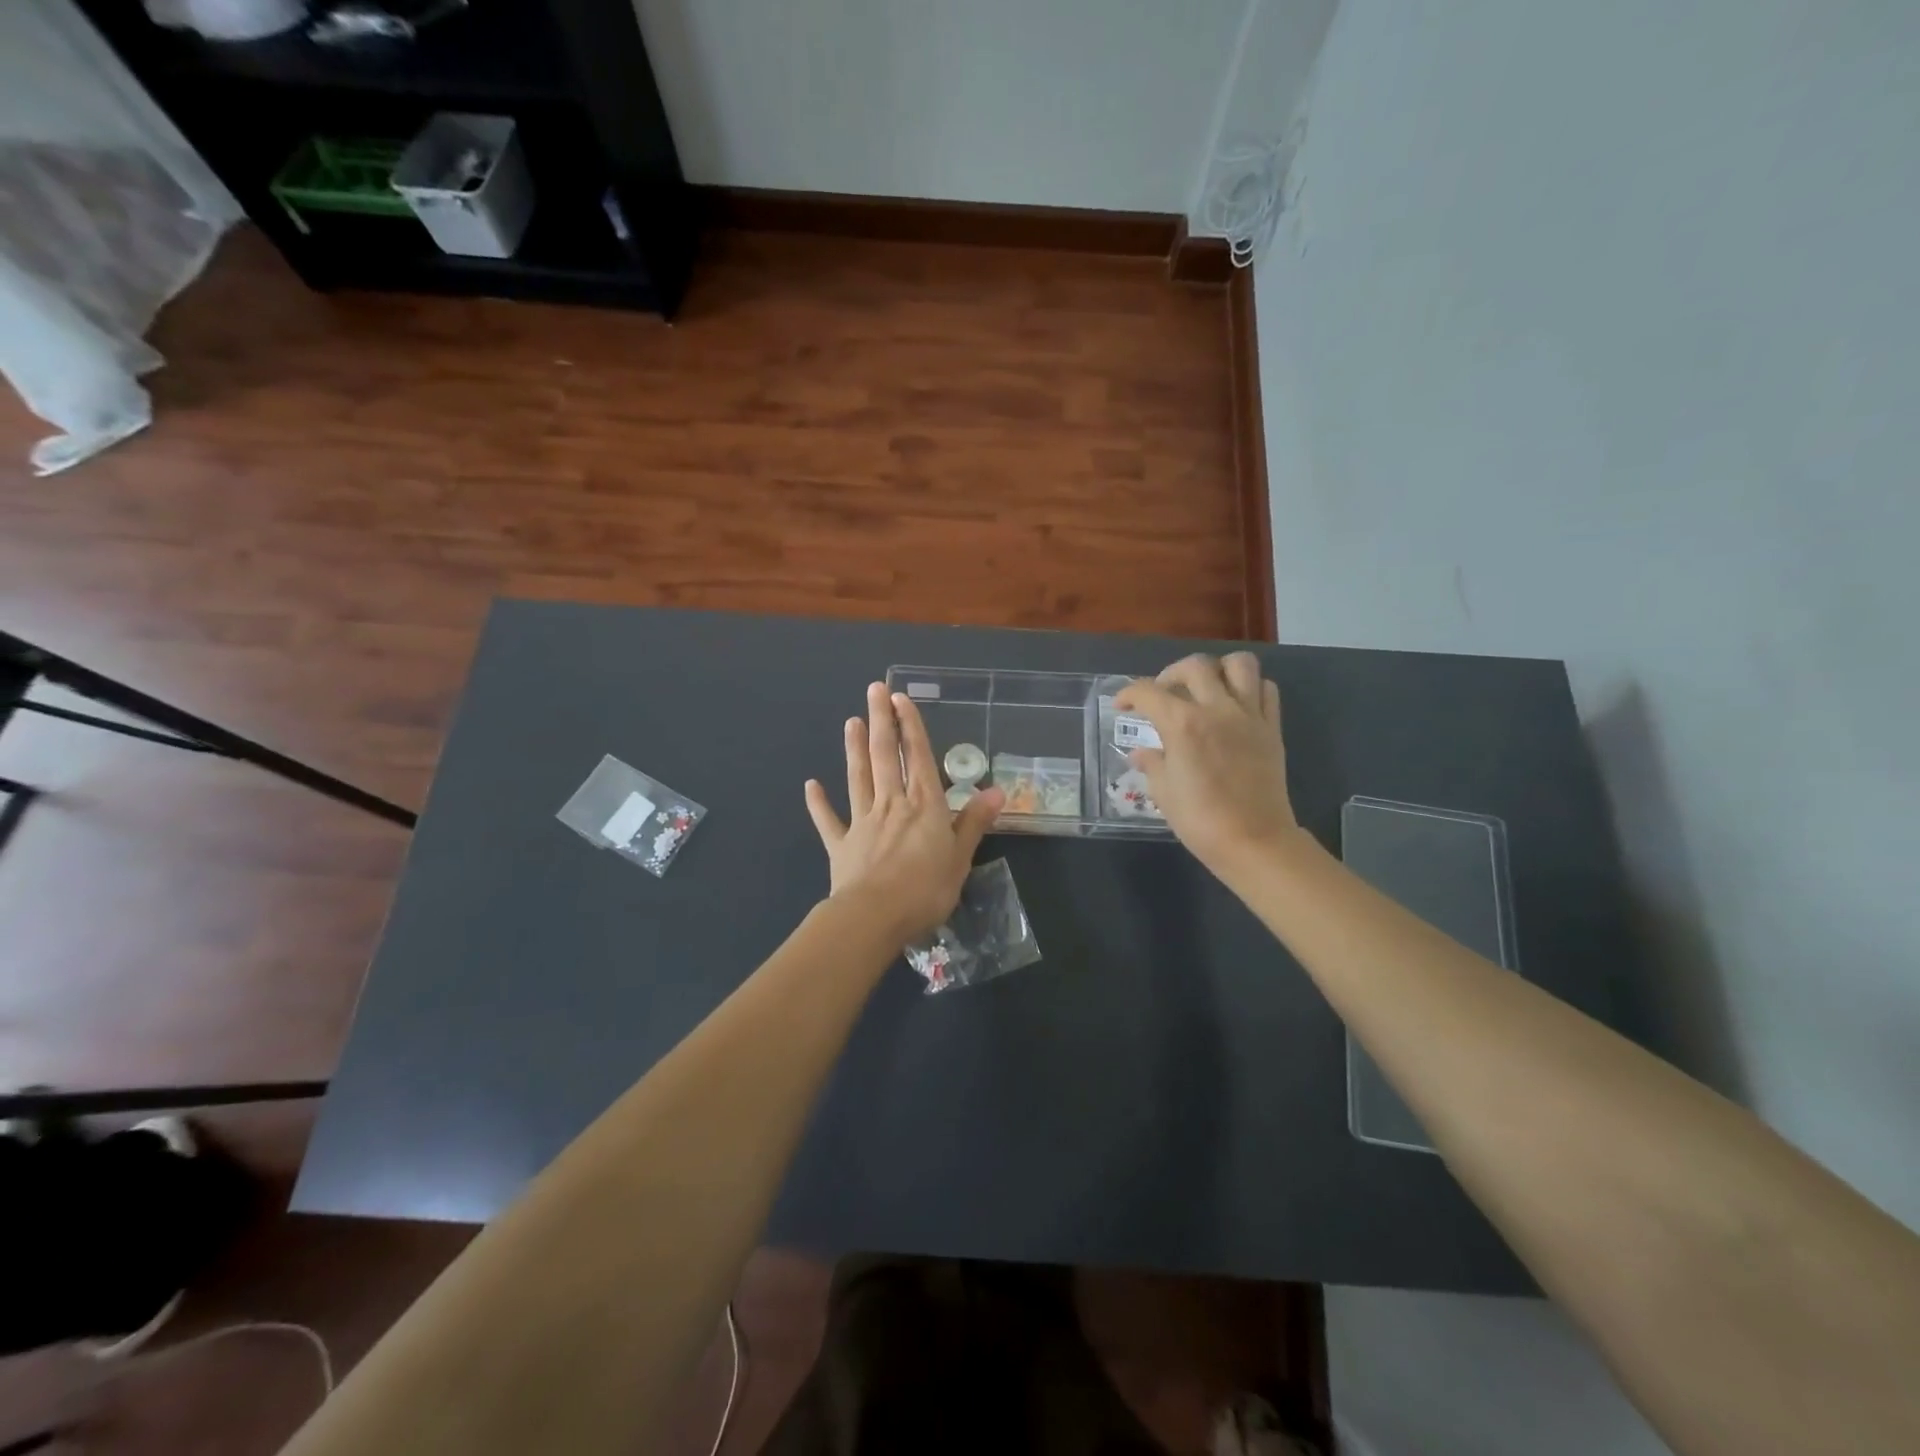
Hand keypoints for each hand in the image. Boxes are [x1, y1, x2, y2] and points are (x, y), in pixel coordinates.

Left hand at [805, 683, 1004, 942]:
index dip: (910, 726)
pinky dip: (819, 803)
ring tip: (851, 722)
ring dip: (854, 749)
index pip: (917, 756)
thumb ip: (974, 822)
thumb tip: (997, 790)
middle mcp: (892, 804)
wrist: (875, 917)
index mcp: (923, 805)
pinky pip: (828, 820)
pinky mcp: (841, 845)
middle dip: (880, 721)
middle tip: (873, 690)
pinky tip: (811, 785)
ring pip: (858, 778)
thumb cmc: (925, 888)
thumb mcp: (960, 857)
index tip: (900, 698)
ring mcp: (863, 822)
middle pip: (884, 756)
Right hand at [1114, 653, 1297, 879]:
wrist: (1254, 841)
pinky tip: (1235, 706)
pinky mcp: (1272, 728)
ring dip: (1218, 670)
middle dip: (1171, 674)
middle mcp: (1217, 709)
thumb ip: (1152, 763)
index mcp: (1182, 724)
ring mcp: (1249, 716)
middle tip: (1163, 695)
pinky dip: (1250, 689)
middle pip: (1194, 666)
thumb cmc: (1200, 820)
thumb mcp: (1164, 792)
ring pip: (1239, 665)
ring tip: (1205, 689)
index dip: (1128, 694)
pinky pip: (1266, 690)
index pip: (1148, 692)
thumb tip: (1140, 753)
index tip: (1121, 706)